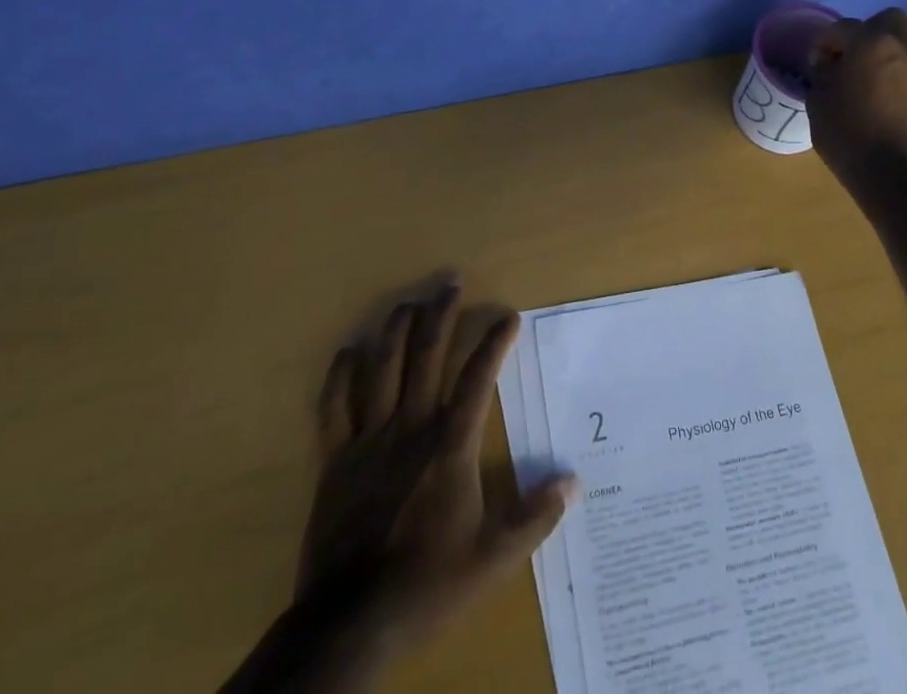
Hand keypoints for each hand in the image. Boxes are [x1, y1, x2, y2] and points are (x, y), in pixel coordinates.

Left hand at [298, 282, 575, 642]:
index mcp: (449, 446)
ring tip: (408, 302)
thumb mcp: (492, 559)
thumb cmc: (426, 585)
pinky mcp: (335, 460)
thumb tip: (573, 482)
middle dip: (440, 315)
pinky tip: (348, 350)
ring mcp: (368, 440)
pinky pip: (333, 407)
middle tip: (450, 282)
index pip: (478, 379)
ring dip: (396, 330)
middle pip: (426, 356)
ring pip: (382, 369)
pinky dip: (340, 375)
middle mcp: (410, 428)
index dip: (494, 344)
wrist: (349, 624)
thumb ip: (534, 518)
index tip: (508, 316)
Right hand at [806, 8, 906, 178]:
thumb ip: (823, 71)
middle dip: (869, 31)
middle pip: (890, 19)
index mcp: (869, 42)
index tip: (816, 63)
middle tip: (853, 56)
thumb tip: (830, 63)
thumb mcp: (817, 98)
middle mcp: (904, 47)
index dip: (824, 43)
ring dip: (898, 48)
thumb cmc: (845, 132)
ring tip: (881, 71)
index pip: (841, 28)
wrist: (889, 173)